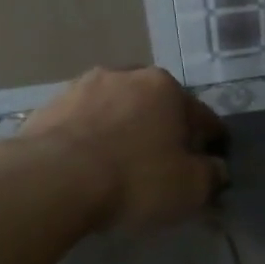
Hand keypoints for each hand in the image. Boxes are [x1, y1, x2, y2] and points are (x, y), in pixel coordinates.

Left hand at [17, 67, 226, 231]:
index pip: (203, 118)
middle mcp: (126, 76)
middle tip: (166, 166)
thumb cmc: (136, 179)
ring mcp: (81, 88)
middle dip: (165, 132)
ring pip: (118, 113)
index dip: (212, 144)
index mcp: (166, 87)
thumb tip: (216, 168)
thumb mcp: (192, 187)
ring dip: (126, 133)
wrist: (52, 181)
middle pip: (158, 108)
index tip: (212, 166)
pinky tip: (92, 168)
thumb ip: (212, 175)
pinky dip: (94, 142)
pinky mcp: (48, 108)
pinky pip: (85, 126)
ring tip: (124, 167)